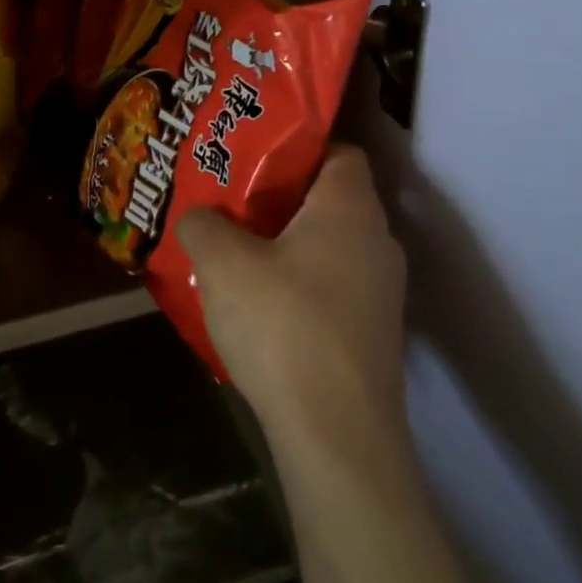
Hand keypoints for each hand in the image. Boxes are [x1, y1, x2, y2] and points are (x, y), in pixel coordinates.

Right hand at [177, 145, 408, 443]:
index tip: (252, 156)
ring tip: (236, 253)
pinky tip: (260, 306)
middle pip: (330, 199)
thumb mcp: (221, 264)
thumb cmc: (282, 325)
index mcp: (350, 208)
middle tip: (231, 202)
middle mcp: (378, 241)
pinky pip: (333, 287)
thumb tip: (199, 216)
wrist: (336, 435)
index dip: (297, 147)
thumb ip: (203, 224)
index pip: (339, 151)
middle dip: (280, 198)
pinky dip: (300, 285)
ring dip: (287, 245)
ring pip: (330, 246)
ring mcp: (382, 292)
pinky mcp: (373, 334)